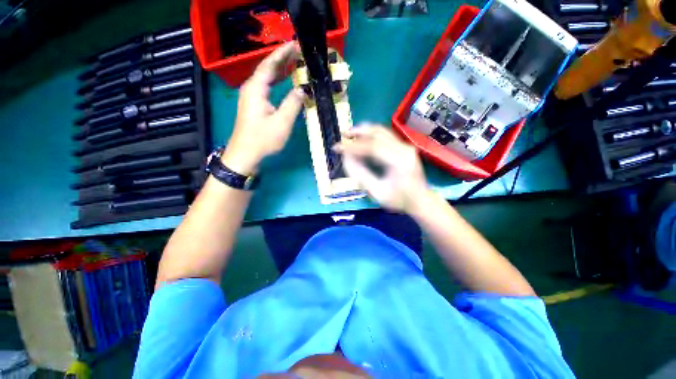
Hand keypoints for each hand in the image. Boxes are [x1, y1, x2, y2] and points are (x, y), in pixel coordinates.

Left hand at [222, 42, 305, 173]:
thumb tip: (302, 89)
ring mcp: (252, 96)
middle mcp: (251, 88)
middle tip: (299, 51)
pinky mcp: (254, 104)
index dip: (283, 53)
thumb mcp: (282, 122)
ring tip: (295, 62)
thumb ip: (293, 104)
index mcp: (256, 88)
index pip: (270, 64)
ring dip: (280, 69)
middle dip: (282, 58)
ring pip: (267, 77)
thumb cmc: (263, 139)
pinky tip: (285, 80)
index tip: (296, 44)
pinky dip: (277, 81)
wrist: (245, 154)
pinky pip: (267, 86)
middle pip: (267, 68)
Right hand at [334, 124, 428, 212]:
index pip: (372, 147)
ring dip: (365, 130)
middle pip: (378, 133)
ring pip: (382, 131)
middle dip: (358, 132)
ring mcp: (406, 146)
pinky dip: (371, 135)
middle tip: (343, 134)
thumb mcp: (376, 192)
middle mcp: (405, 149)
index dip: (353, 147)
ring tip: (350, 134)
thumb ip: (360, 175)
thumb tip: (346, 158)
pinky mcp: (404, 147)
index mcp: (399, 162)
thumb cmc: (398, 200)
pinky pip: (385, 136)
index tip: (337, 148)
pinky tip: (362, 138)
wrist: (420, 201)